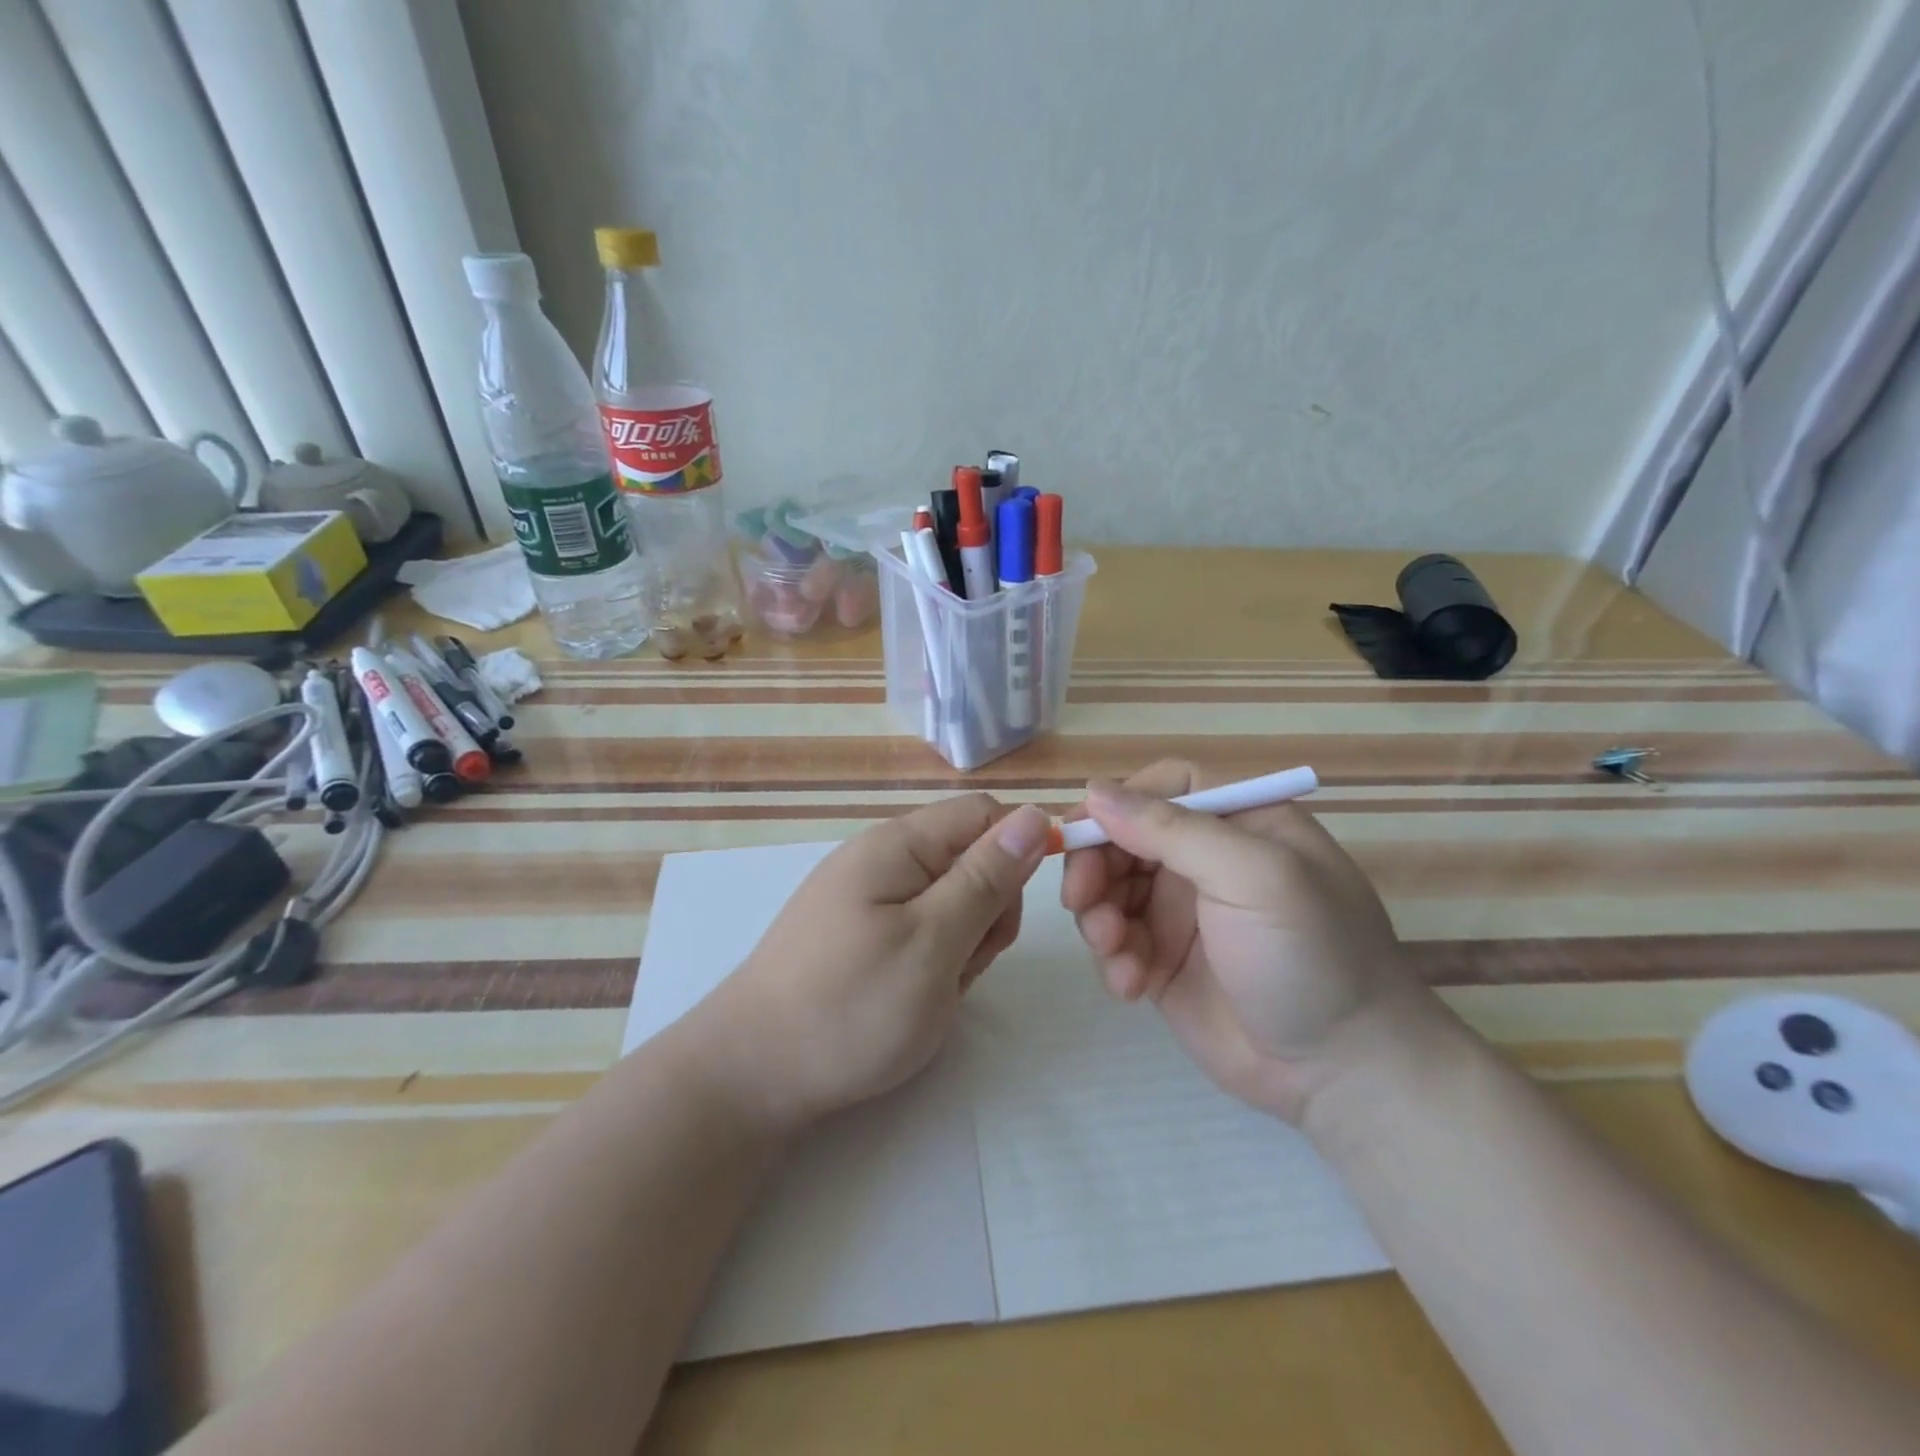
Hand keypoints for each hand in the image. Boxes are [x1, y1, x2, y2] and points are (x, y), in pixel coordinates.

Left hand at [697, 795, 1049, 1130]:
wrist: (753, 1075)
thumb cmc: (852, 1007)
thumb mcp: (935, 942)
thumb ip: (986, 877)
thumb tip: (1036, 815)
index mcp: (900, 843)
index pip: (985, 814)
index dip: (1016, 852)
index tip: (1008, 916)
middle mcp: (883, 856)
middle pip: (970, 858)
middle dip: (987, 910)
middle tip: (960, 964)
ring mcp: (868, 895)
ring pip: (951, 900)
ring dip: (962, 943)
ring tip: (931, 989)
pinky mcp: (860, 930)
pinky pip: (921, 928)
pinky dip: (934, 960)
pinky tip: (912, 996)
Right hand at [1060, 760, 1426, 1121]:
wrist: (1341, 1073)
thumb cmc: (1309, 955)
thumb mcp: (1253, 876)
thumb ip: (1172, 829)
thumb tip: (1094, 791)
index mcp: (1238, 824)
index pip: (1164, 787)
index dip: (1119, 802)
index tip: (1085, 833)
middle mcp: (1205, 860)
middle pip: (1123, 837)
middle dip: (1094, 865)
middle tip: (1080, 900)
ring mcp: (1180, 912)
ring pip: (1108, 889)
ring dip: (1097, 915)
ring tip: (1114, 951)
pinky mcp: (1162, 961)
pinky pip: (1113, 941)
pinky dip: (1111, 958)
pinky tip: (1131, 987)